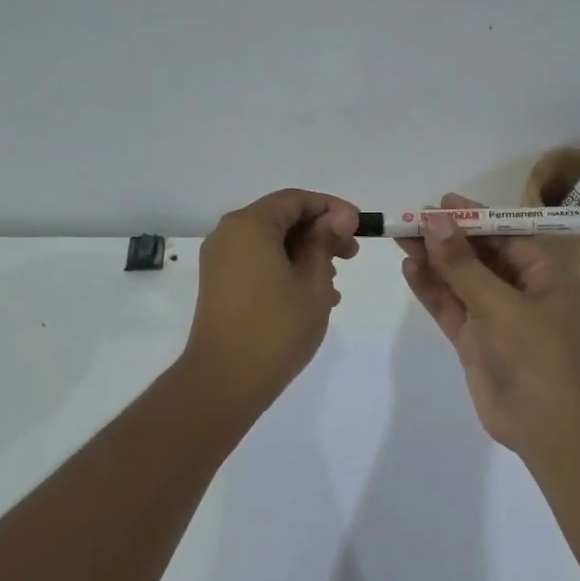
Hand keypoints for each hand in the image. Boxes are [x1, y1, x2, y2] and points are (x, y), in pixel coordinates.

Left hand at [184, 189, 360, 407]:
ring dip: (306, 255)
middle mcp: (229, 235)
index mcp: (249, 226)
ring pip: (271, 243)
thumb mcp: (312, 281)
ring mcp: (221, 261)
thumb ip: (325, 242)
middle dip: (320, 233)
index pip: (295, 200)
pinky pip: (258, 263)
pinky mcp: (220, 285)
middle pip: (281, 219)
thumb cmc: (276, 327)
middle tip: (351, 256)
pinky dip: (286, 270)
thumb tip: (339, 216)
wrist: (226, 380)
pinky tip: (312, 297)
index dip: (331, 208)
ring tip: (334, 285)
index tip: (359, 227)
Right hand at [398, 192, 579, 452]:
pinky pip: (451, 307)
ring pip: (461, 281)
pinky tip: (410, 269)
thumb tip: (435, 222)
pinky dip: (432, 290)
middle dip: (447, 238)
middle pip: (479, 255)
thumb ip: (463, 265)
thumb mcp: (498, 304)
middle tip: (410, 219)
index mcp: (543, 275)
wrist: (543, 423)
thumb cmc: (533, 354)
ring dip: (434, 261)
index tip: (440, 203)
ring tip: (400, 238)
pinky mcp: (475, 340)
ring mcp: (496, 316)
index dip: (473, 218)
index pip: (506, 235)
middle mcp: (521, 290)